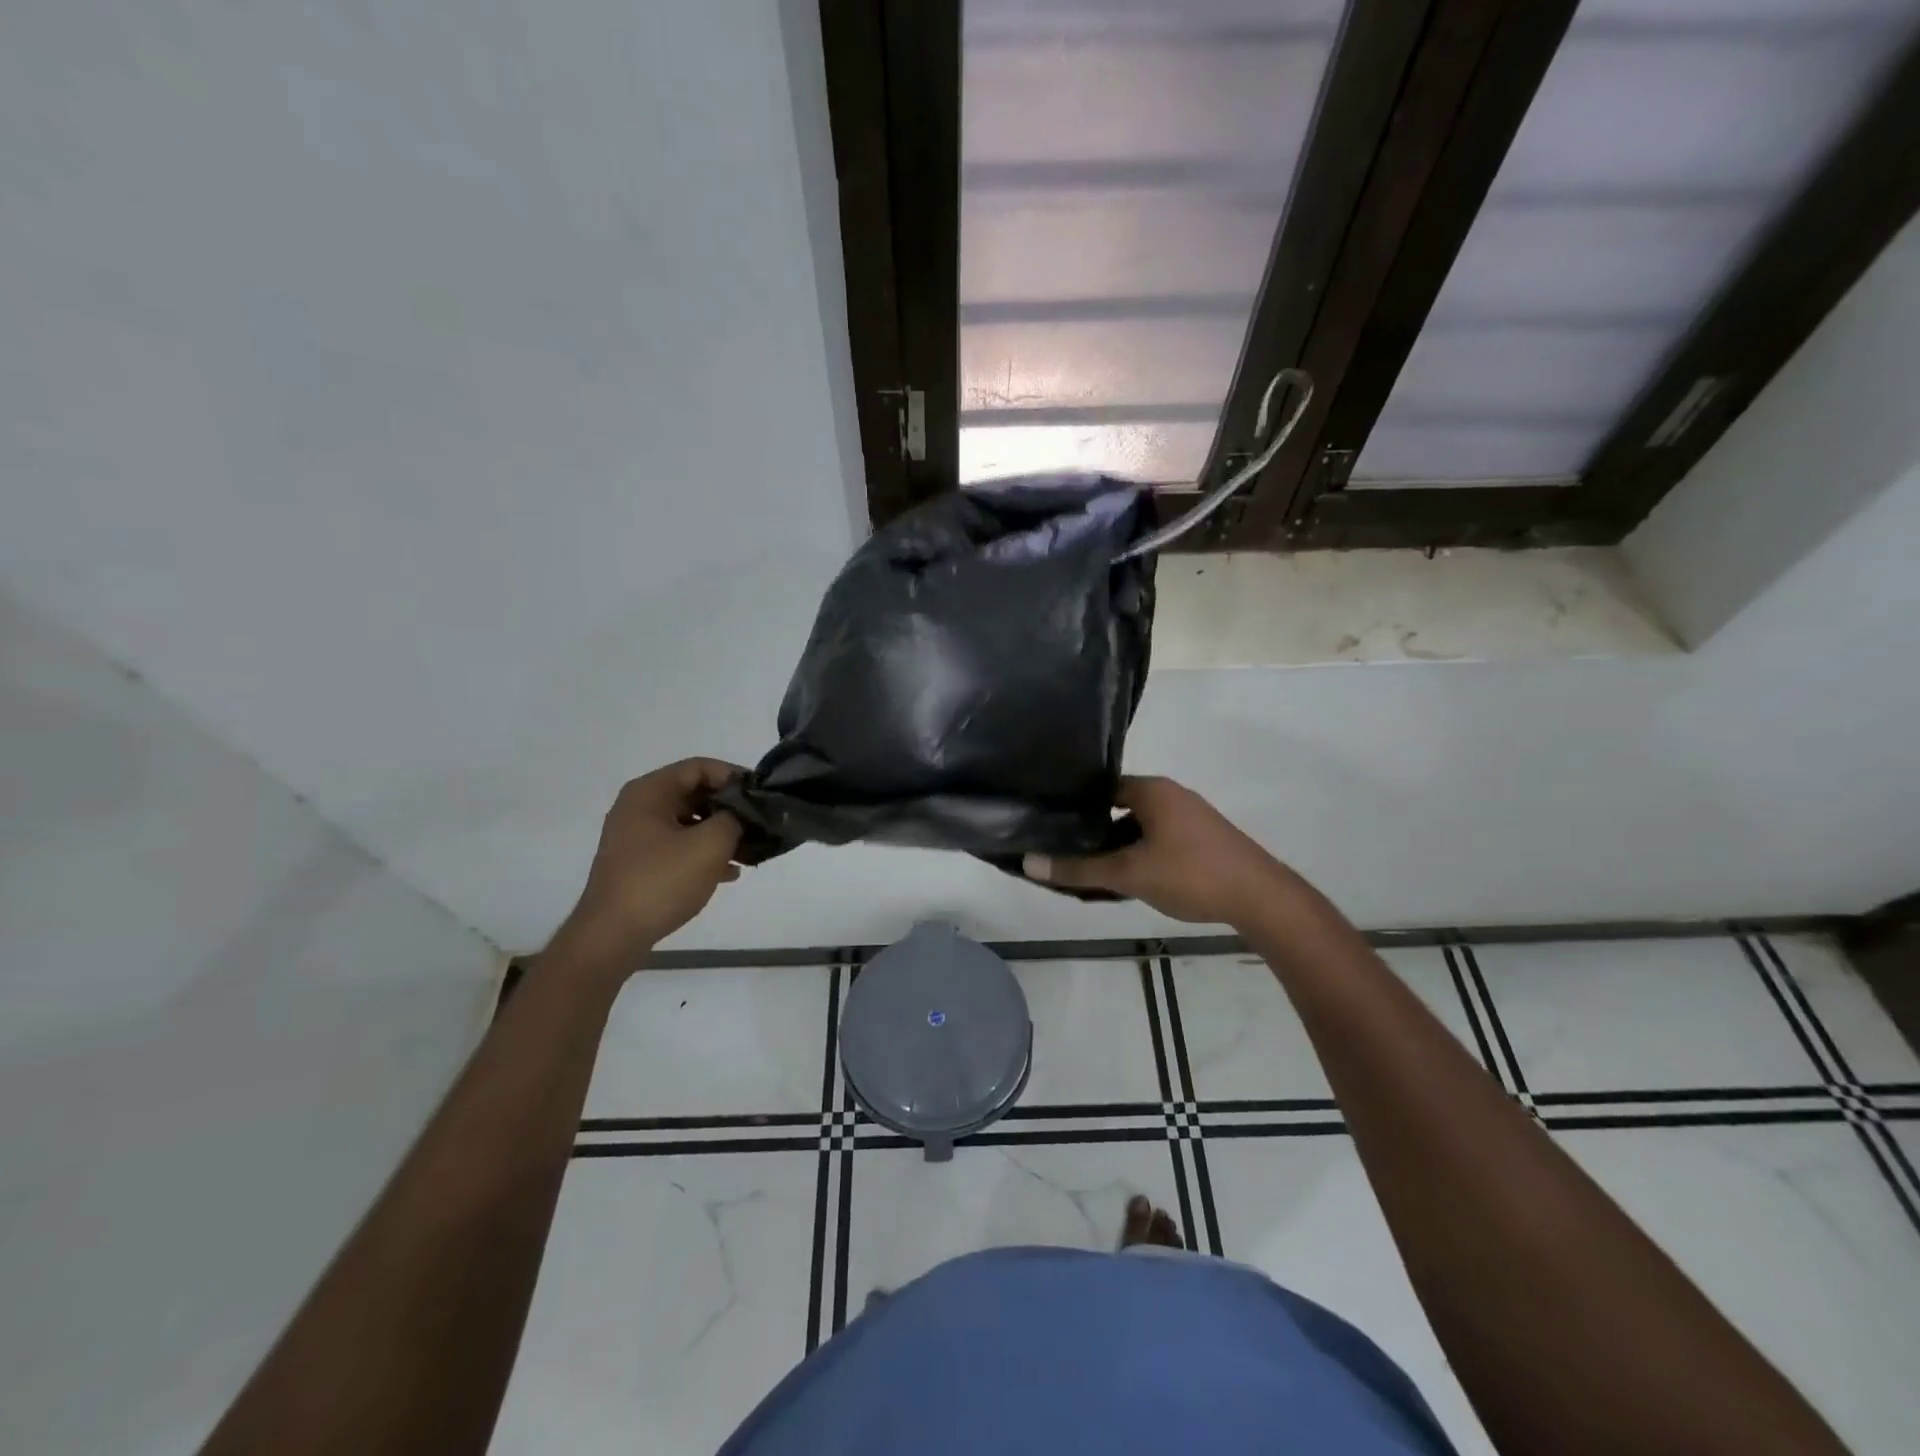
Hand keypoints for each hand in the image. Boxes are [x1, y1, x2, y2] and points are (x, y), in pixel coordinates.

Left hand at [557, 758, 744, 972]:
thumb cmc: (661, 881)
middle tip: (760, 823)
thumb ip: (734, 818)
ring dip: (720, 833)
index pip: (700, 767)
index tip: (761, 795)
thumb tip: (742, 813)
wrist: (613, 935)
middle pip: (694, 793)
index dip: (734, 776)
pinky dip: (703, 854)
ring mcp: (636, 837)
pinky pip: (679, 847)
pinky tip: (729, 873)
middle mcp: (639, 808)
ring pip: (689, 823)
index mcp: (650, 792)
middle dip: (729, 807)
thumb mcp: (710, 844)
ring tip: (750, 850)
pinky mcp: (639, 864)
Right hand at [1022, 776, 1290, 925]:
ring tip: (1092, 872)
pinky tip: (1129, 881)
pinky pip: (1158, 840)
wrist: (1261, 898)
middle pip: (1119, 807)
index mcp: (1152, 790)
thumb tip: (1029, 862)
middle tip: (1066, 852)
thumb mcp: (1128, 873)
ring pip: (1139, 827)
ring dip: (1117, 847)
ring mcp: (1190, 817)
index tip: (1051, 823)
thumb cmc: (1190, 873)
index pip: (1101, 786)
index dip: (1075, 804)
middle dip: (1094, 831)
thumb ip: (1079, 869)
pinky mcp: (1202, 840)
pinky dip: (1139, 855)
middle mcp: (1171, 795)